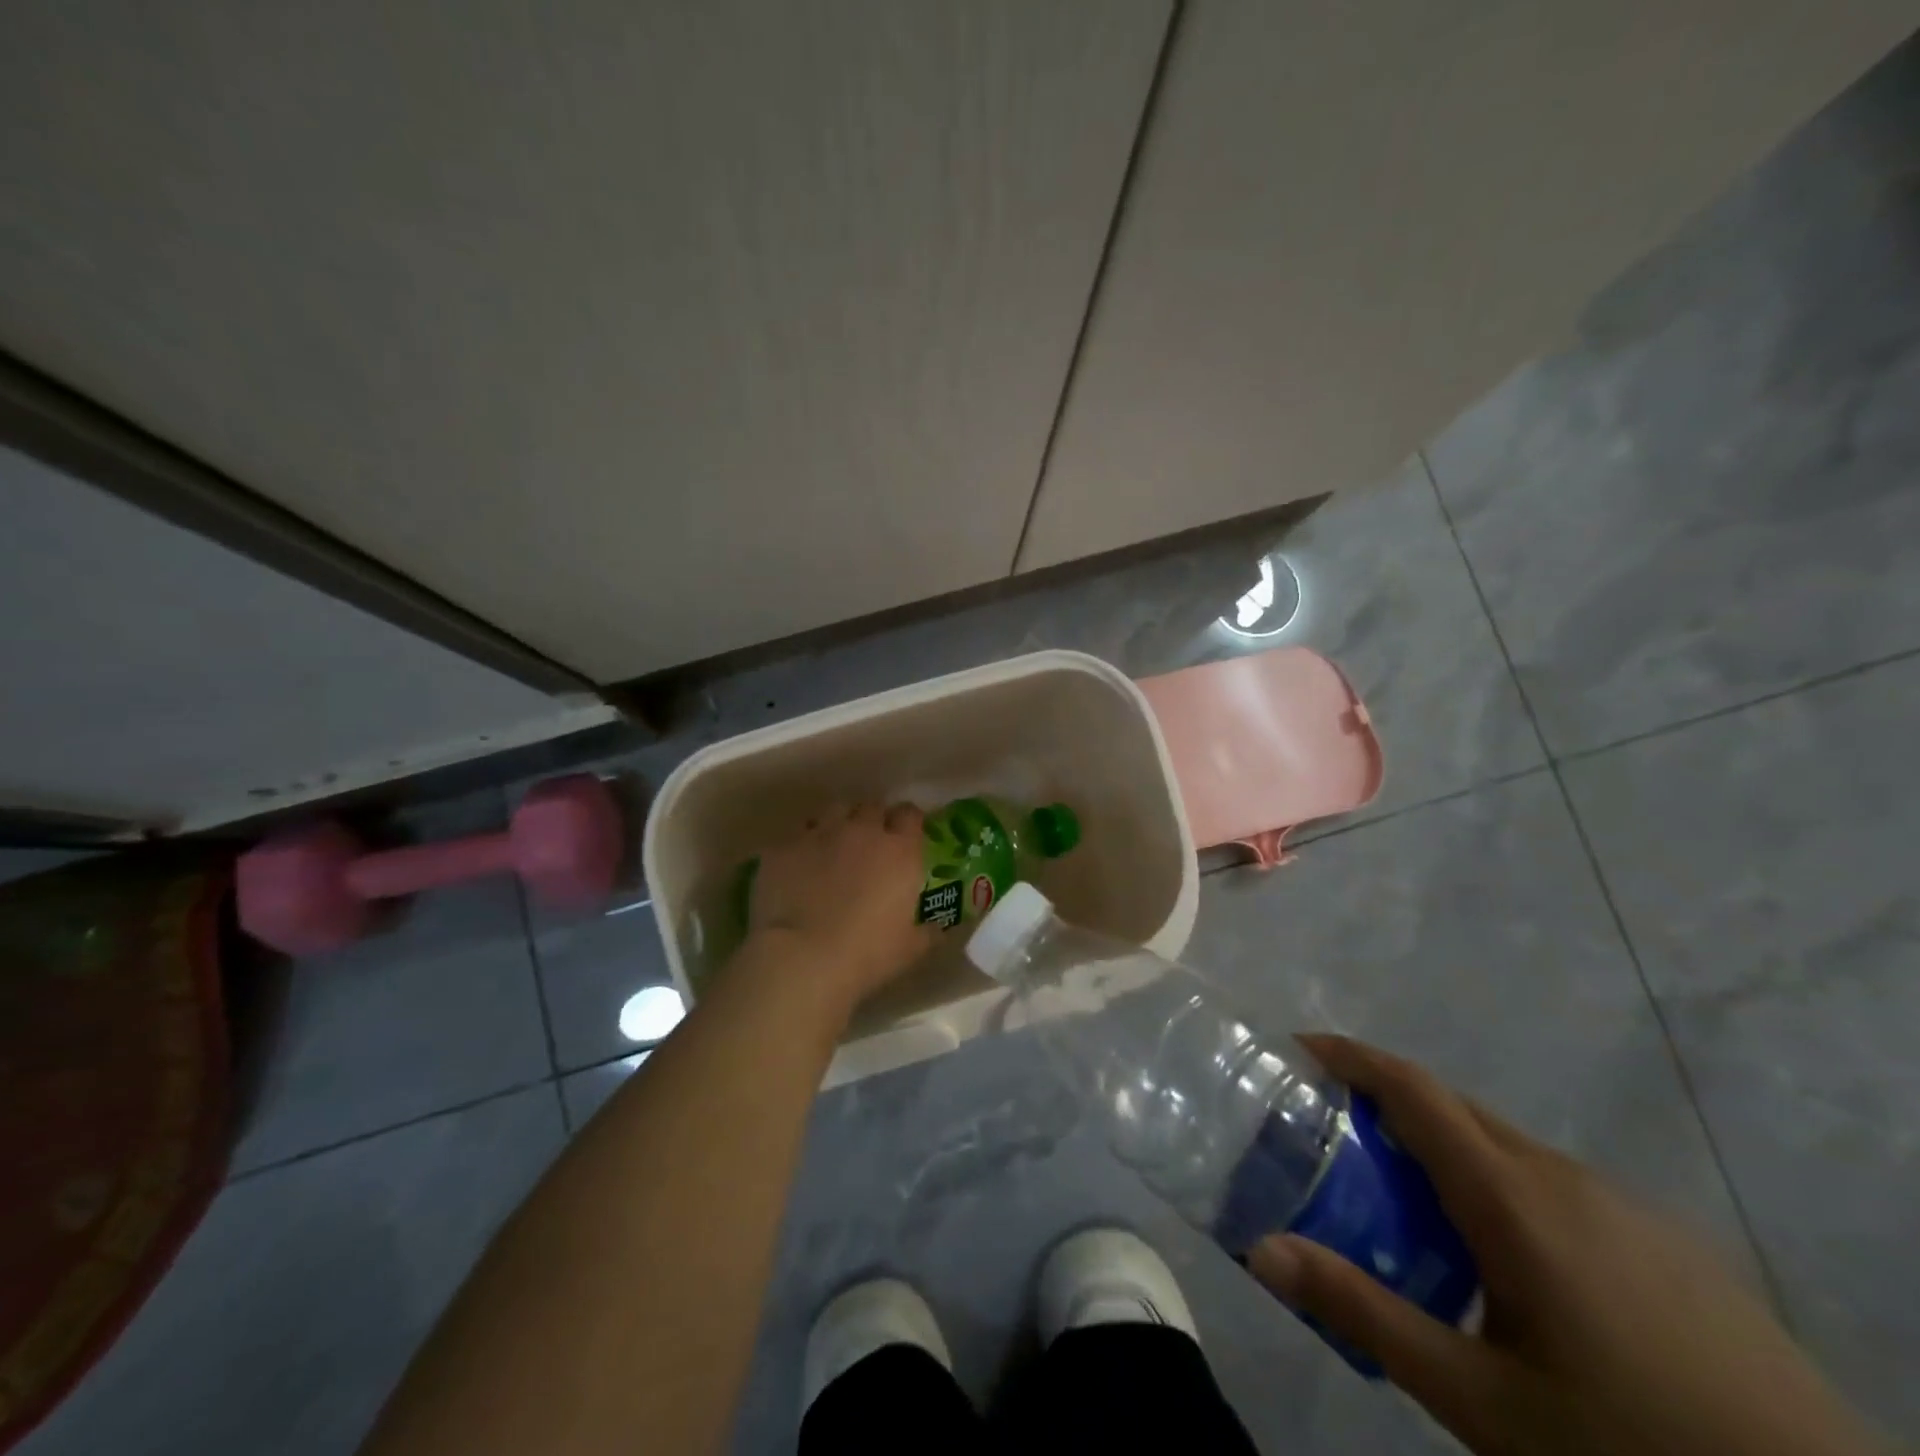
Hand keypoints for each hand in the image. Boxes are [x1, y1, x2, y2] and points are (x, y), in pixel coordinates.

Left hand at [741, 802, 935, 1015]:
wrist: (801, 959)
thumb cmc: (867, 954)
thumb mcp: (911, 948)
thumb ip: (929, 931)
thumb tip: (939, 928)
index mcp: (899, 850)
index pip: (910, 814)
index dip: (908, 822)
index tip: (906, 835)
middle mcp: (861, 831)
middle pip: (871, 806)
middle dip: (873, 819)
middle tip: (870, 843)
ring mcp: (819, 834)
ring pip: (834, 810)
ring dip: (839, 822)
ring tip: (834, 845)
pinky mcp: (783, 847)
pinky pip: (797, 835)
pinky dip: (803, 845)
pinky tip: (800, 865)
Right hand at [1248, 1036, 1887, 1455]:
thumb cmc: (1626, 1443)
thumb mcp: (1478, 1401)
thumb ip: (1365, 1315)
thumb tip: (1262, 1250)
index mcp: (1510, 1195)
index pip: (1412, 1088)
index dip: (1351, 1056)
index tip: (1299, 1049)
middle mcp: (1562, 1176)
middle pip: (1453, 1109)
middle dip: (1385, 1104)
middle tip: (1333, 1136)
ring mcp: (1624, 1206)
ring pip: (1506, 1147)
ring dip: (1443, 1150)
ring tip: (1410, 1206)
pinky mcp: (1667, 1242)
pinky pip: (1554, 1184)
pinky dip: (1500, 1186)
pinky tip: (1509, 1265)